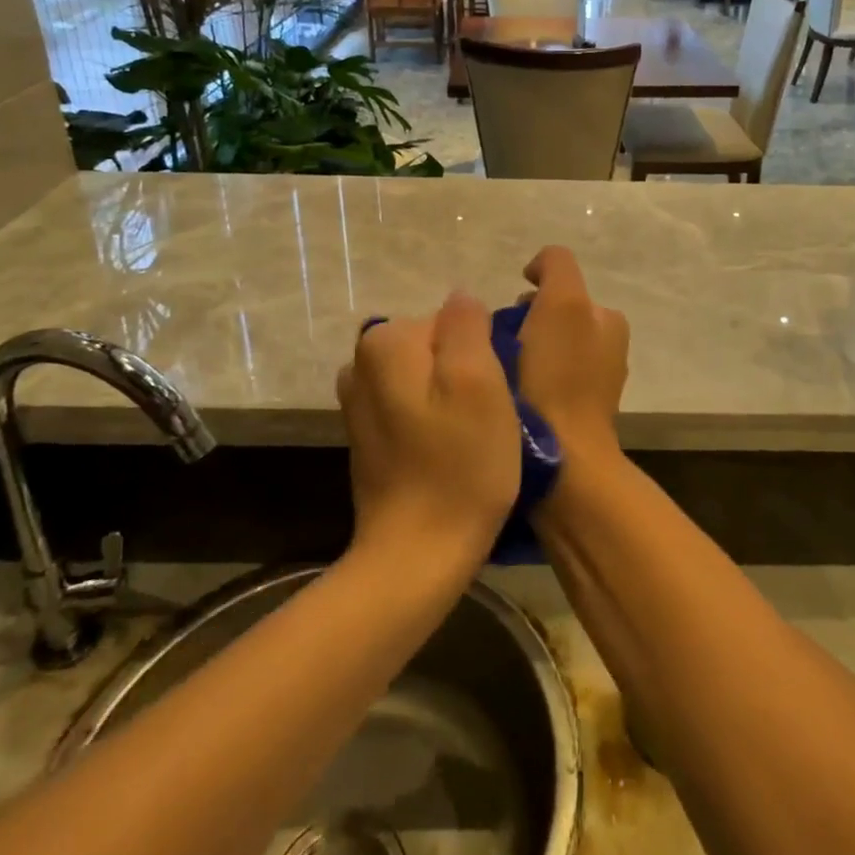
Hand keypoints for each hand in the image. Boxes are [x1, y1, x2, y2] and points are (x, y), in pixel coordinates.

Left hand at [337, 293, 520, 562]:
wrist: (417, 555)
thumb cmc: (460, 465)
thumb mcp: (479, 381)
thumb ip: (467, 324)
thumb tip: (462, 299)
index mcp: (387, 342)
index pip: (453, 320)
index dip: (483, 353)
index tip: (496, 394)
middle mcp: (362, 362)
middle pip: (437, 346)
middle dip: (466, 372)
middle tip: (489, 417)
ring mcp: (359, 401)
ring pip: (427, 376)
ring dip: (453, 398)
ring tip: (473, 436)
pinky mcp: (366, 435)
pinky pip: (413, 405)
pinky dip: (434, 419)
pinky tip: (449, 452)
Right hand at [518, 247, 629, 461]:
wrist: (562, 462)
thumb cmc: (559, 377)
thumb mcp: (563, 303)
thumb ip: (556, 267)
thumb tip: (537, 271)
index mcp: (609, 320)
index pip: (560, 286)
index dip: (530, 294)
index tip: (507, 317)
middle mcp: (605, 348)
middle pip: (548, 318)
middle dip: (521, 324)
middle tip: (497, 346)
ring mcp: (588, 385)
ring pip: (540, 350)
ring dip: (517, 353)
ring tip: (497, 372)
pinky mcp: (568, 417)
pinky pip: (538, 383)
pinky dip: (521, 382)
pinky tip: (507, 396)